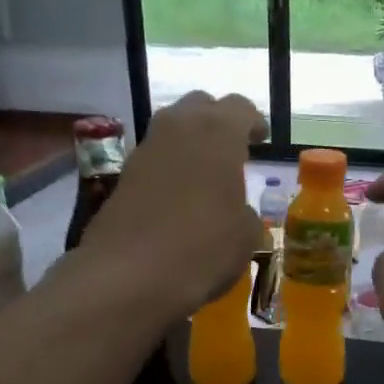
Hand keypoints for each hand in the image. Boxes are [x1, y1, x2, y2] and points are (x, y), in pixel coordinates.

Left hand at [75, 92, 267, 320]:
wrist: (128, 276)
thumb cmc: (202, 249)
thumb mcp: (245, 237)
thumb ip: (246, 214)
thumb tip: (237, 213)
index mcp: (218, 132)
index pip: (240, 108)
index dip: (254, 123)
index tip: (261, 140)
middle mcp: (178, 128)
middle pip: (200, 107)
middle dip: (218, 123)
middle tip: (232, 151)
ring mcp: (145, 150)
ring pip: (173, 131)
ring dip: (190, 145)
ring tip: (206, 176)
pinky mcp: (122, 176)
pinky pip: (155, 160)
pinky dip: (170, 169)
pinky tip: (179, 200)